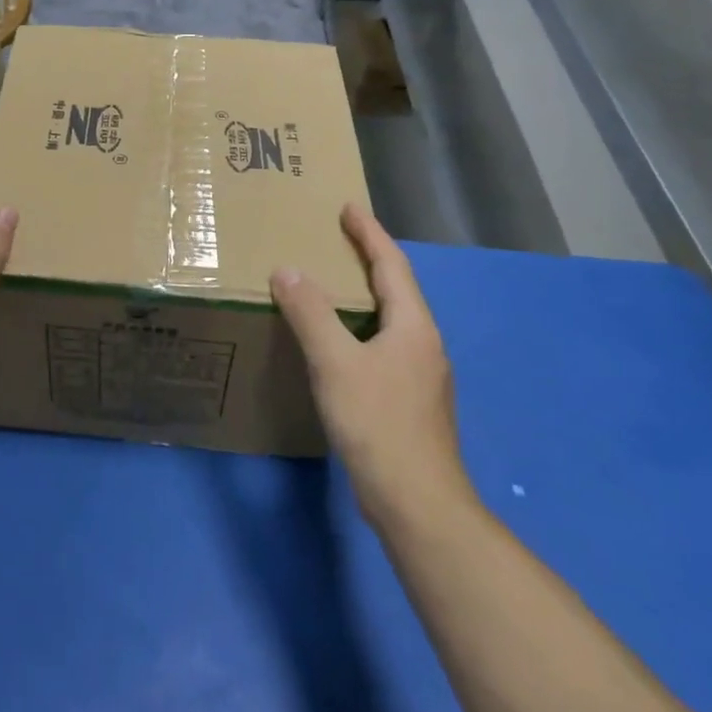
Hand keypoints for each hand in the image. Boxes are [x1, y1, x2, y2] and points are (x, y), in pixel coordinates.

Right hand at [272, 203, 469, 528]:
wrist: (417, 504)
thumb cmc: (378, 424)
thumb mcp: (335, 363)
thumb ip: (311, 313)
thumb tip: (287, 271)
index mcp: (412, 326)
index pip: (391, 265)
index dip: (370, 233)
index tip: (349, 207)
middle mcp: (424, 344)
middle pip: (396, 289)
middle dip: (368, 259)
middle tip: (335, 239)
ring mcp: (421, 376)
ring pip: (392, 320)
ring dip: (365, 295)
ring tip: (332, 284)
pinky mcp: (410, 401)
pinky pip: (384, 345)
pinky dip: (361, 327)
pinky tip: (340, 343)